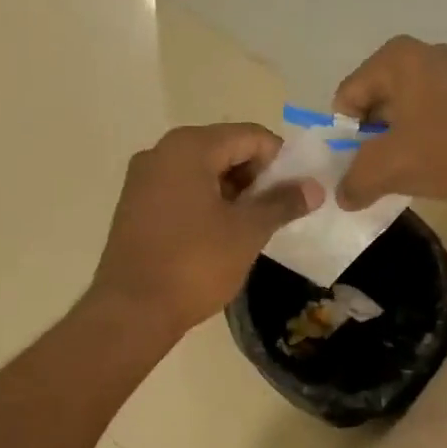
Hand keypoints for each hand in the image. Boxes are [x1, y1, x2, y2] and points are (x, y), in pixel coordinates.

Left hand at [91, 123, 322, 334]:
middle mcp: (161, 152)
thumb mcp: (248, 231)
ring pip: (204, 171)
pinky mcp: (137, 205)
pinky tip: (222, 234)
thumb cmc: (195, 264)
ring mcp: (144, 179)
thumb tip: (314, 187)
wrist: (132, 311)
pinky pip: (183, 190)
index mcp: (189, 147)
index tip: (297, 194)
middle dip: (257, 177)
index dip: (281, 161)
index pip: (251, 136)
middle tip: (278, 212)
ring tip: (254, 226)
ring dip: (234, 192)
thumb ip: (283, 203)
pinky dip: (209, 203)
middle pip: (226, 149)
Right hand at [333, 37, 446, 209]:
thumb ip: (356, 181)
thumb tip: (343, 196)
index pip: (347, 96)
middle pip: (379, 102)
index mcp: (394, 58)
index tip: (354, 167)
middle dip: (374, 139)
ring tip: (412, 172)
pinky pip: (440, 115)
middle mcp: (424, 54)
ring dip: (403, 141)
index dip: (344, 136)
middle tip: (380, 172)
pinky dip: (432, 139)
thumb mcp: (389, 168)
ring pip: (410, 111)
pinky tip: (442, 164)